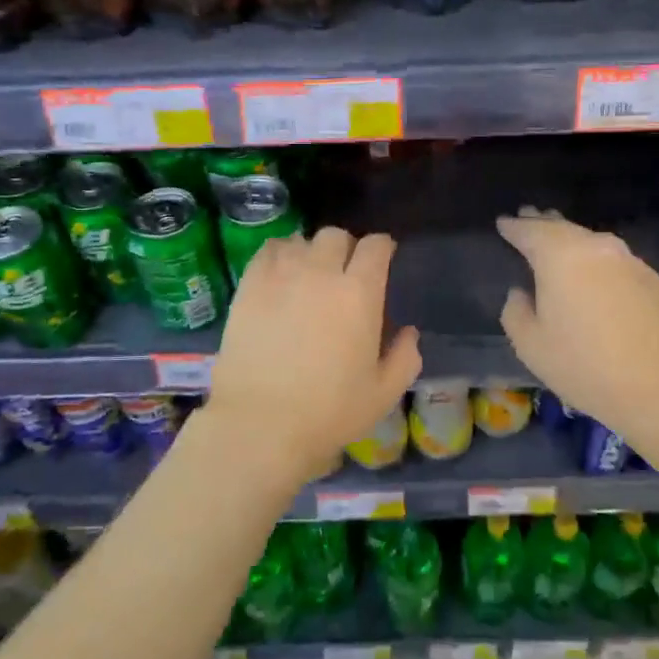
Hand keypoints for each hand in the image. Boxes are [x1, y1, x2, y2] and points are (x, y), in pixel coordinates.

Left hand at [203, 227, 421, 489]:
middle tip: (343, 273)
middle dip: (345, 249)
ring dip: (311, 252)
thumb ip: (405, 358)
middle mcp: (321, 272)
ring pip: (301, 240)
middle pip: (336, 236)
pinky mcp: (249, 285)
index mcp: (360, 292)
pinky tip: (280, 275)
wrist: (261, 423)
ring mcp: (281, 275)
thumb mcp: (383, 394)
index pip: (376, 246)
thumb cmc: (329, 411)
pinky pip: (268, 251)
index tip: (382, 260)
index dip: (381, 249)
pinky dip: (280, 255)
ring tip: (308, 274)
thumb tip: (409, 333)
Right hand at [497, 209, 658, 438]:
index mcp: (559, 257)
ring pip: (592, 241)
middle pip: (563, 228)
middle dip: (543, 222)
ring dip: (572, 240)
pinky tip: (595, 275)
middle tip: (528, 216)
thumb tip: (521, 293)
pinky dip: (598, 261)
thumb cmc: (582, 364)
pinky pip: (615, 261)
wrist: (658, 386)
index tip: (502, 222)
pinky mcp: (653, 278)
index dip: (513, 226)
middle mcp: (596, 247)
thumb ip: (515, 311)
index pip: (530, 231)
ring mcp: (629, 260)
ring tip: (559, 241)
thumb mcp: (529, 344)